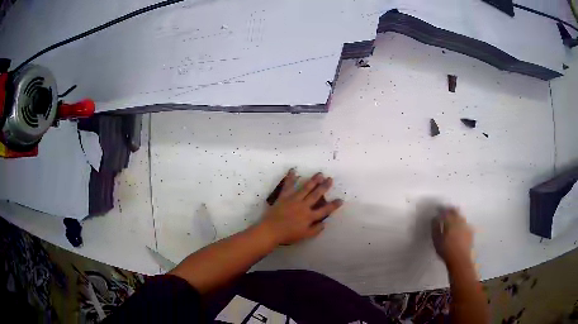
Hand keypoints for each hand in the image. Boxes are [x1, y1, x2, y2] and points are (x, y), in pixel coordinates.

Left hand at [260, 169, 342, 245]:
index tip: (340, 199)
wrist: (271, 230)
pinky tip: (293, 170)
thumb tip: (324, 223)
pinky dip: (290, 178)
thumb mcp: (305, 236)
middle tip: (330, 179)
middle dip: (324, 187)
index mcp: (309, 216)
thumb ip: (315, 230)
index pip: (325, 210)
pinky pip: (288, 185)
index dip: (333, 205)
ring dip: (313, 180)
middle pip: (316, 195)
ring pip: (305, 188)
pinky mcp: (284, 197)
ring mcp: (293, 199)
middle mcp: (303, 206)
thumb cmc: (288, 235)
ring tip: (319, 174)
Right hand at [431, 207, 473, 266]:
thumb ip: (435, 228)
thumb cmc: (446, 251)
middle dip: (450, 210)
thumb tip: (434, 219)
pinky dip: (461, 223)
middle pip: (455, 211)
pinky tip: (460, 227)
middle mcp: (459, 221)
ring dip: (456, 215)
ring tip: (453, 218)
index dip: (441, 210)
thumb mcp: (436, 241)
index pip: (445, 212)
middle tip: (446, 211)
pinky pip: (465, 224)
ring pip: (461, 217)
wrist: (460, 259)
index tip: (437, 210)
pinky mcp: (470, 232)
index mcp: (450, 222)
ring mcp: (466, 226)